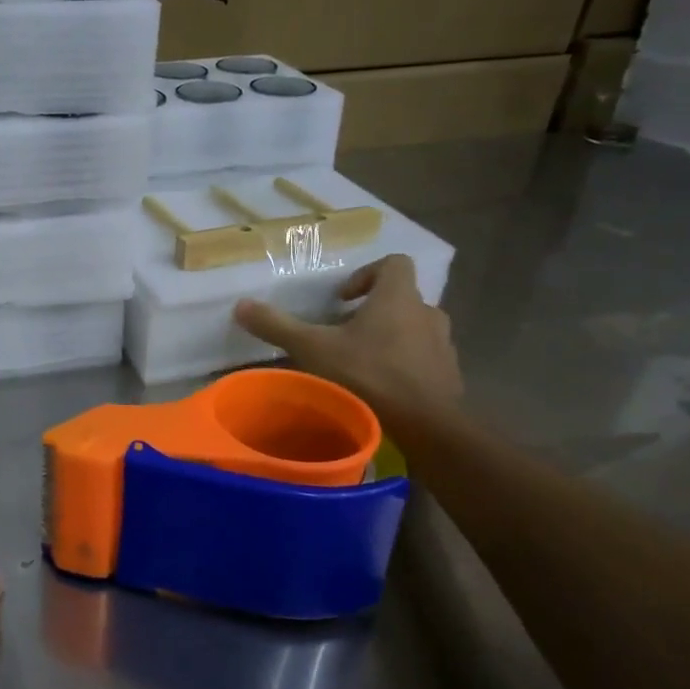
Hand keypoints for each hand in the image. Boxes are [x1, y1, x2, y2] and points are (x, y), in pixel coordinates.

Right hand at [233, 253, 461, 425]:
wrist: (426, 424)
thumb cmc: (369, 374)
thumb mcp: (313, 348)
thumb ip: (277, 326)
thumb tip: (240, 305)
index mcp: (398, 297)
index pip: (394, 263)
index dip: (366, 274)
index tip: (342, 298)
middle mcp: (427, 313)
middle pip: (401, 298)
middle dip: (373, 311)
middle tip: (343, 332)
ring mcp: (443, 345)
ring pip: (414, 329)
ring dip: (390, 337)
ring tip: (359, 360)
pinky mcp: (449, 374)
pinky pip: (423, 358)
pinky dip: (403, 364)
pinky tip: (379, 386)